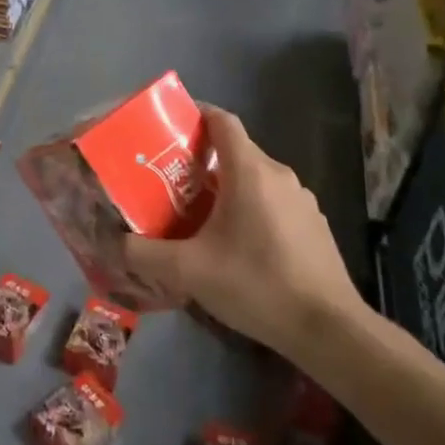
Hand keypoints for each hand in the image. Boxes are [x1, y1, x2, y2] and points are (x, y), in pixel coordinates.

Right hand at [118, 104, 365, 356]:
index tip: (169, 128)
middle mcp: (279, 175)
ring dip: (226, 188)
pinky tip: (236, 245)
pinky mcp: (314, 225)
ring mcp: (302, 200)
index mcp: (250, 171)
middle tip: (169, 182)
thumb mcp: (189, 271)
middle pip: (235, 151)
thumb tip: (115, 243)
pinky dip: (250, 209)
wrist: (329, 329)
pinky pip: (274, 202)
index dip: (195, 115)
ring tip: (198, 215)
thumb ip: (145, 254)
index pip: (222, 120)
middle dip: (201, 160)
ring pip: (255, 179)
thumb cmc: (256, 284)